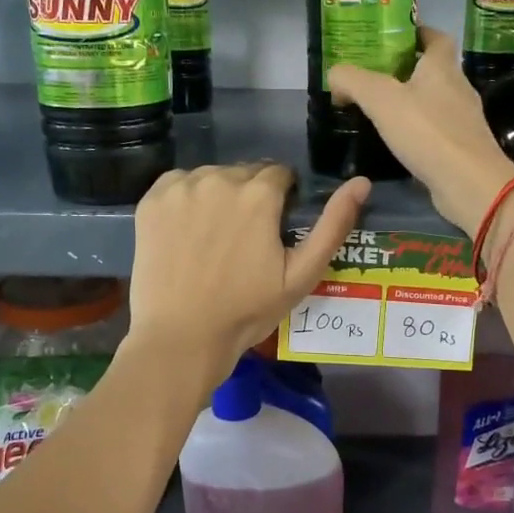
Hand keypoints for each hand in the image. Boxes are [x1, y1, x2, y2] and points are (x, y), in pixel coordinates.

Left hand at [125, 163, 369, 385]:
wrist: (181, 339)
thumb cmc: (247, 311)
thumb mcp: (302, 275)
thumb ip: (334, 225)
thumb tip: (362, 182)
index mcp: (258, 193)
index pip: (280, 174)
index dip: (283, 200)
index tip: (274, 230)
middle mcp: (218, 178)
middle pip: (245, 173)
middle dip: (251, 197)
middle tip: (245, 240)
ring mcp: (180, 188)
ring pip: (212, 177)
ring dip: (219, 196)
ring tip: (214, 239)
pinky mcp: (151, 201)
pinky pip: (178, 185)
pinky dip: (186, 200)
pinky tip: (187, 234)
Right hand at [329, 26, 513, 234]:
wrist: (469, 183)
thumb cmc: (427, 132)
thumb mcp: (380, 99)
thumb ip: (353, 81)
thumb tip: (335, 74)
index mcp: (442, 67)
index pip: (437, 37)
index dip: (417, 32)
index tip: (393, 38)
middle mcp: (458, 88)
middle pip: (434, 70)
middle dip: (407, 70)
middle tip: (374, 77)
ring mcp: (464, 121)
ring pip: (435, 102)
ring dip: (412, 103)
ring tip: (380, 111)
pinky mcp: (462, 149)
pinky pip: (437, 131)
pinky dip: (419, 132)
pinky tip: (399, 143)